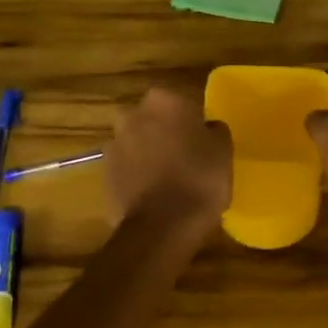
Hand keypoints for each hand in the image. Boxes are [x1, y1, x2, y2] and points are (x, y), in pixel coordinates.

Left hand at [104, 88, 231, 228]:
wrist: (162, 227)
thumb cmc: (200, 178)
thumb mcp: (224, 149)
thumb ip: (214, 130)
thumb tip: (207, 128)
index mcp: (164, 100)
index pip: (181, 101)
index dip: (192, 120)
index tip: (202, 139)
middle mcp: (132, 114)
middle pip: (153, 119)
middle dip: (165, 132)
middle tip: (186, 155)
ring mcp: (114, 144)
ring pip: (137, 143)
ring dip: (149, 153)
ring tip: (170, 179)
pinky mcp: (104, 174)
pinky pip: (127, 168)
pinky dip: (137, 176)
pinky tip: (154, 194)